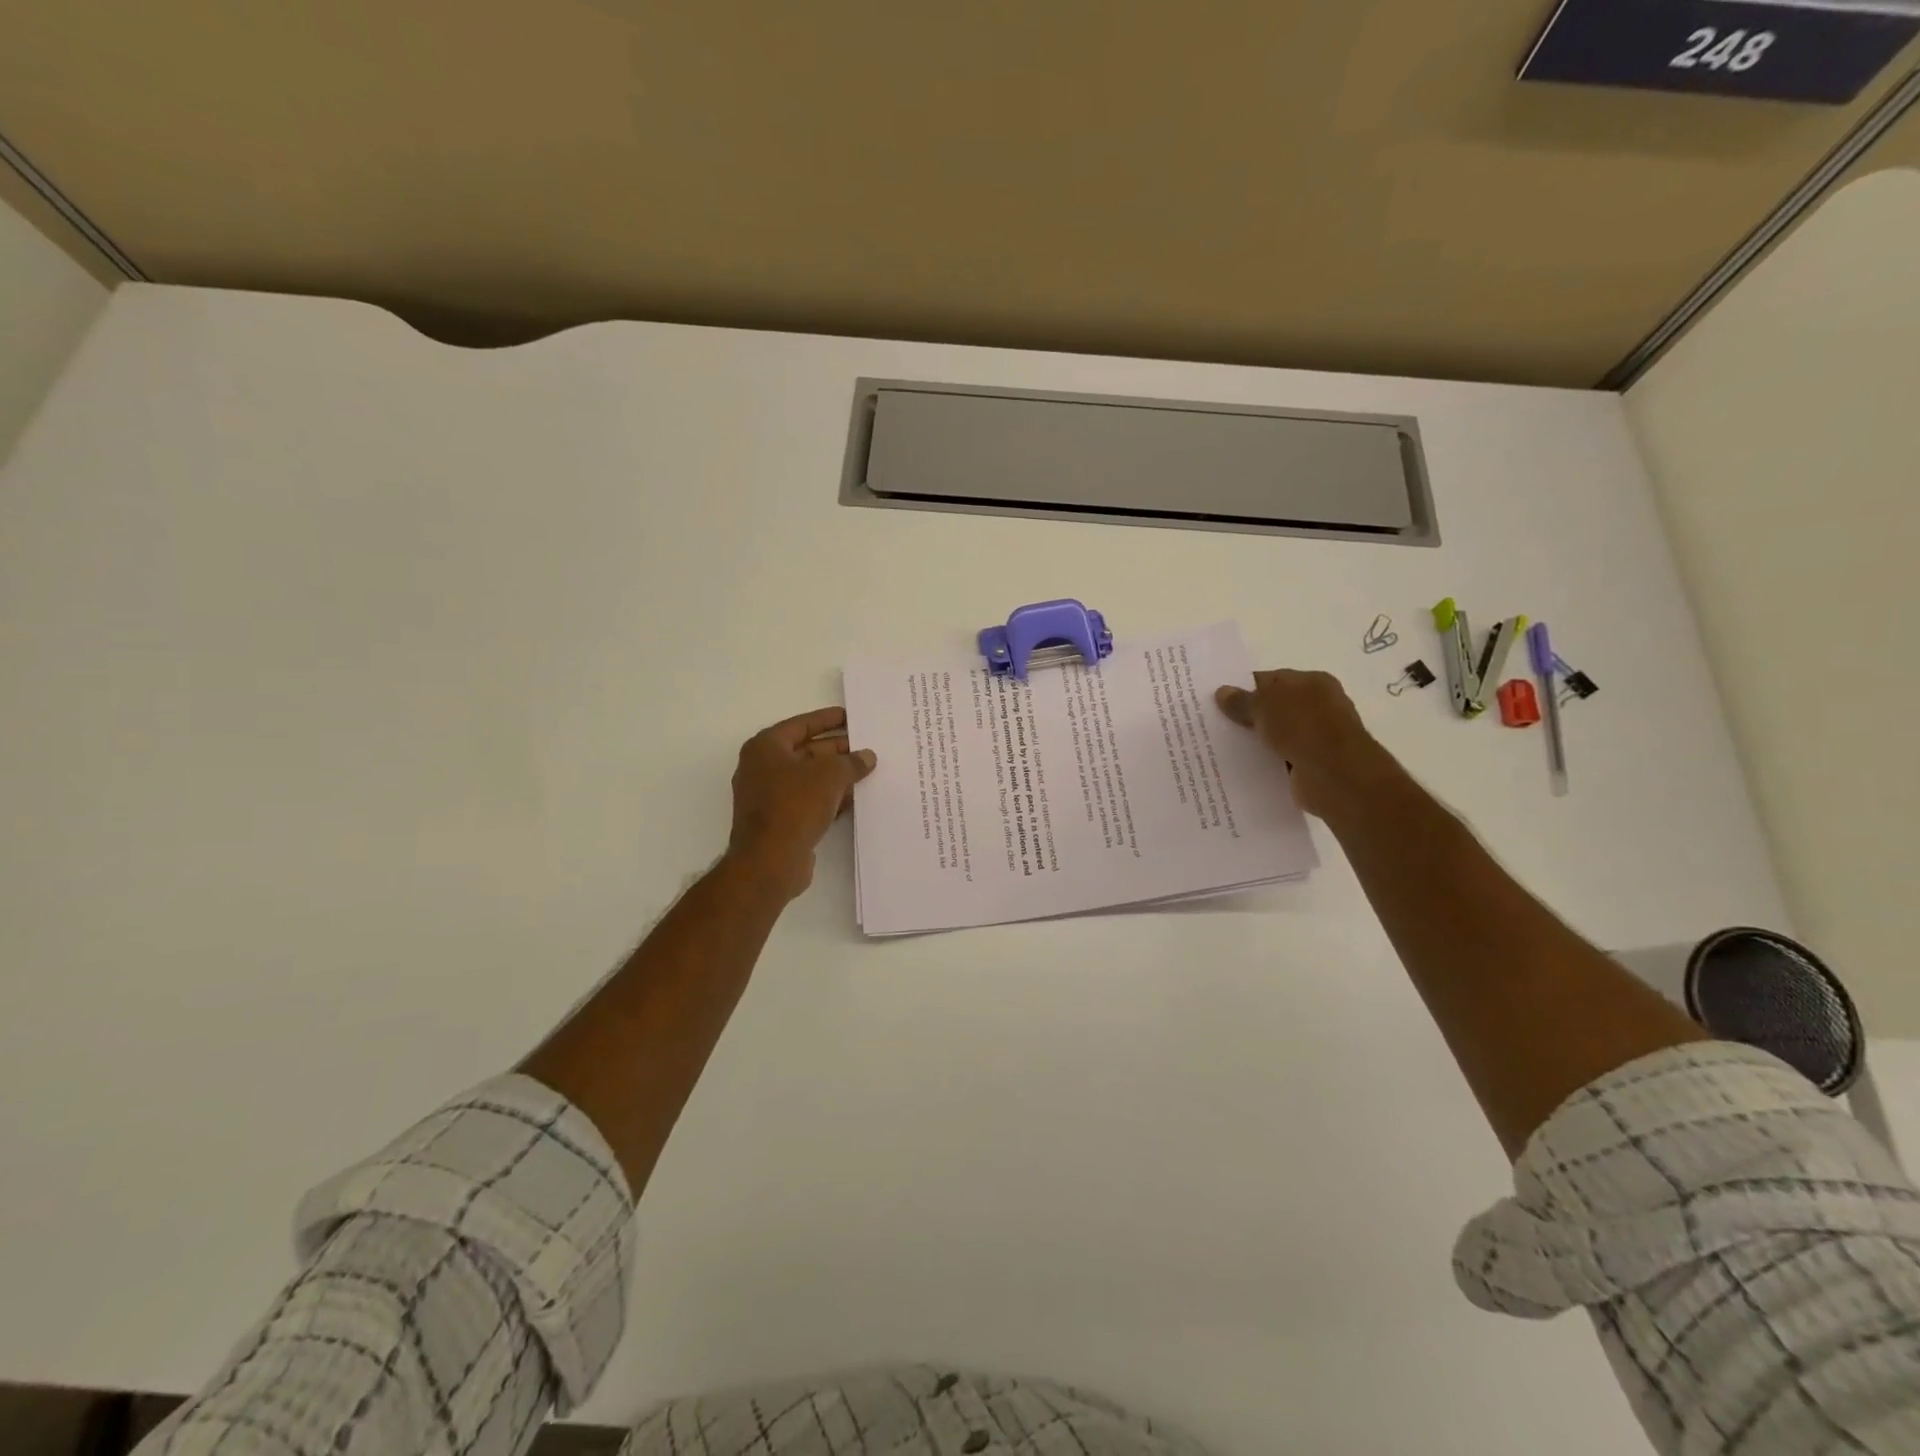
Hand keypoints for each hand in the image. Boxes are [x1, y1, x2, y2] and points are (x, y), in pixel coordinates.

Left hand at [726, 706, 876, 899]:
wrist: (770, 861)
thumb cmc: (795, 805)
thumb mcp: (830, 775)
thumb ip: (851, 762)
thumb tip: (867, 756)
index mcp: (766, 747)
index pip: (801, 725)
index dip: (827, 719)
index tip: (851, 717)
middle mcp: (762, 768)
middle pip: (806, 751)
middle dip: (837, 750)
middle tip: (866, 747)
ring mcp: (769, 796)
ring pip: (809, 778)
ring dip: (836, 776)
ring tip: (867, 772)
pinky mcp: (779, 821)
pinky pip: (808, 801)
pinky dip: (829, 798)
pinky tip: (854, 799)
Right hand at [1214, 670, 1386, 818]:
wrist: (1336, 775)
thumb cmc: (1303, 728)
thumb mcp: (1265, 705)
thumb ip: (1242, 700)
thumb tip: (1222, 692)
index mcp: (1313, 682)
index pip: (1272, 679)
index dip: (1244, 687)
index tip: (1217, 701)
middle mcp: (1319, 706)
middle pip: (1274, 707)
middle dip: (1248, 715)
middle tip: (1214, 724)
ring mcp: (1317, 736)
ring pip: (1276, 735)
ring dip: (1256, 741)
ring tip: (1221, 747)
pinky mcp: (1313, 764)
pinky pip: (1281, 759)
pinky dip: (1265, 762)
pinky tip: (1242, 767)